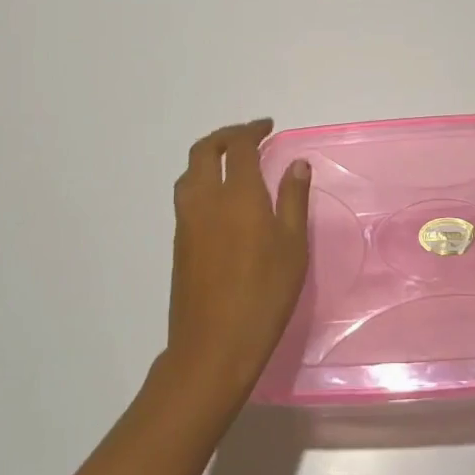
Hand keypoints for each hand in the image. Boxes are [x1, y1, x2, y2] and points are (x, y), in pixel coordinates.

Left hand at [162, 120, 310, 409]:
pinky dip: (201, 181)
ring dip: (208, 157)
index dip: (252, 130)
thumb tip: (296, 164)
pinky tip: (221, 200)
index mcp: (238, 195)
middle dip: (225, 136)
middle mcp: (205, 200)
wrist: (213, 346)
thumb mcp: (293, 246)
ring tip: (233, 165)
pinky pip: (186, 195)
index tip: (267, 128)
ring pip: (189, 173)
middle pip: (204, 150)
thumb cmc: (264, 295)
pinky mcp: (178, 243)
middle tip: (248, 137)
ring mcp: (186, 221)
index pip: (239, 146)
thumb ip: (293, 199)